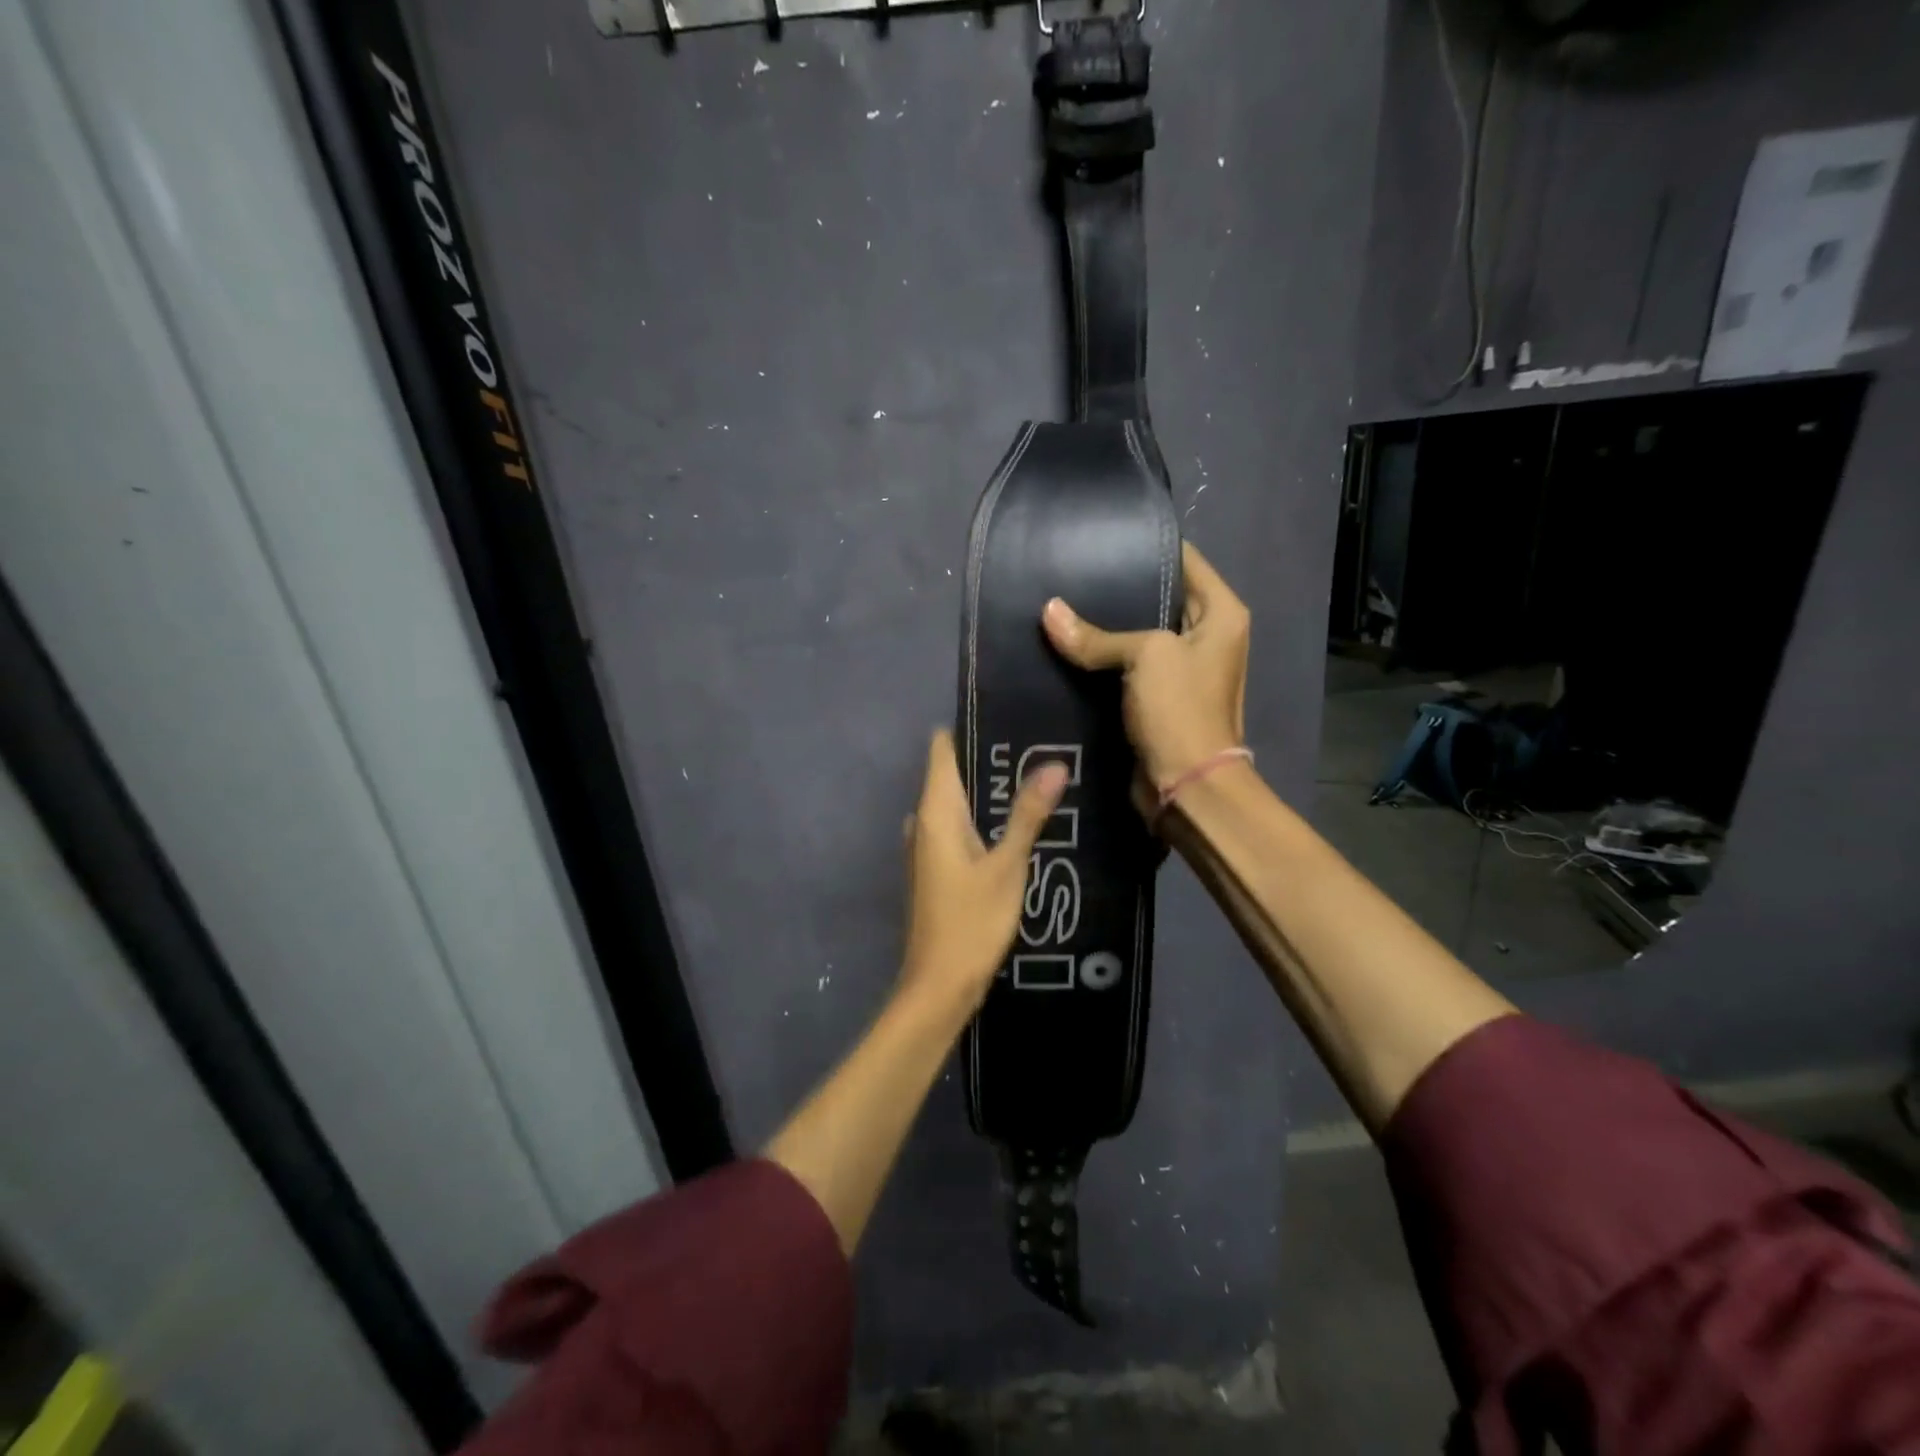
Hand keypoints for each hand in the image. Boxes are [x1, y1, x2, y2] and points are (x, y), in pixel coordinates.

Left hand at [898, 729, 1067, 1017]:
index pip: (942, 748)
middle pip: (953, 773)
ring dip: (991, 792)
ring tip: (1037, 777)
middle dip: (991, 760)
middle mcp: (924, 822)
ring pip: (959, 804)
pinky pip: (959, 829)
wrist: (939, 986)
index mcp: (935, 811)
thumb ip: (1028, 814)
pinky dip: (984, 820)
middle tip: (1039, 745)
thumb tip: (1053, 763)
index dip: (970, 726)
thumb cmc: (971, 922)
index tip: (1010, 714)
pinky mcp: (936, 870)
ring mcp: (927, 848)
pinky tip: (1019, 824)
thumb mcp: (1007, 866)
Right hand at [1042, 542, 1249, 793]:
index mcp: (1221, 613)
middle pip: (1158, 597)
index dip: (1145, 547)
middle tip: (1069, 574)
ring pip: (1137, 635)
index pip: (1184, 560)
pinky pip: (1126, 668)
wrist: (1187, 786)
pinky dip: (1102, 660)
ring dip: (1105, 628)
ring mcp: (1181, 669)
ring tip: (1060, 605)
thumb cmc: (1180, 709)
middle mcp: (1206, 636)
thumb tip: (1048, 611)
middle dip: (1116, 588)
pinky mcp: (1157, 698)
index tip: (1100, 538)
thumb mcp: (1144, 657)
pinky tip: (1067, 646)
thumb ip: (1096, 635)